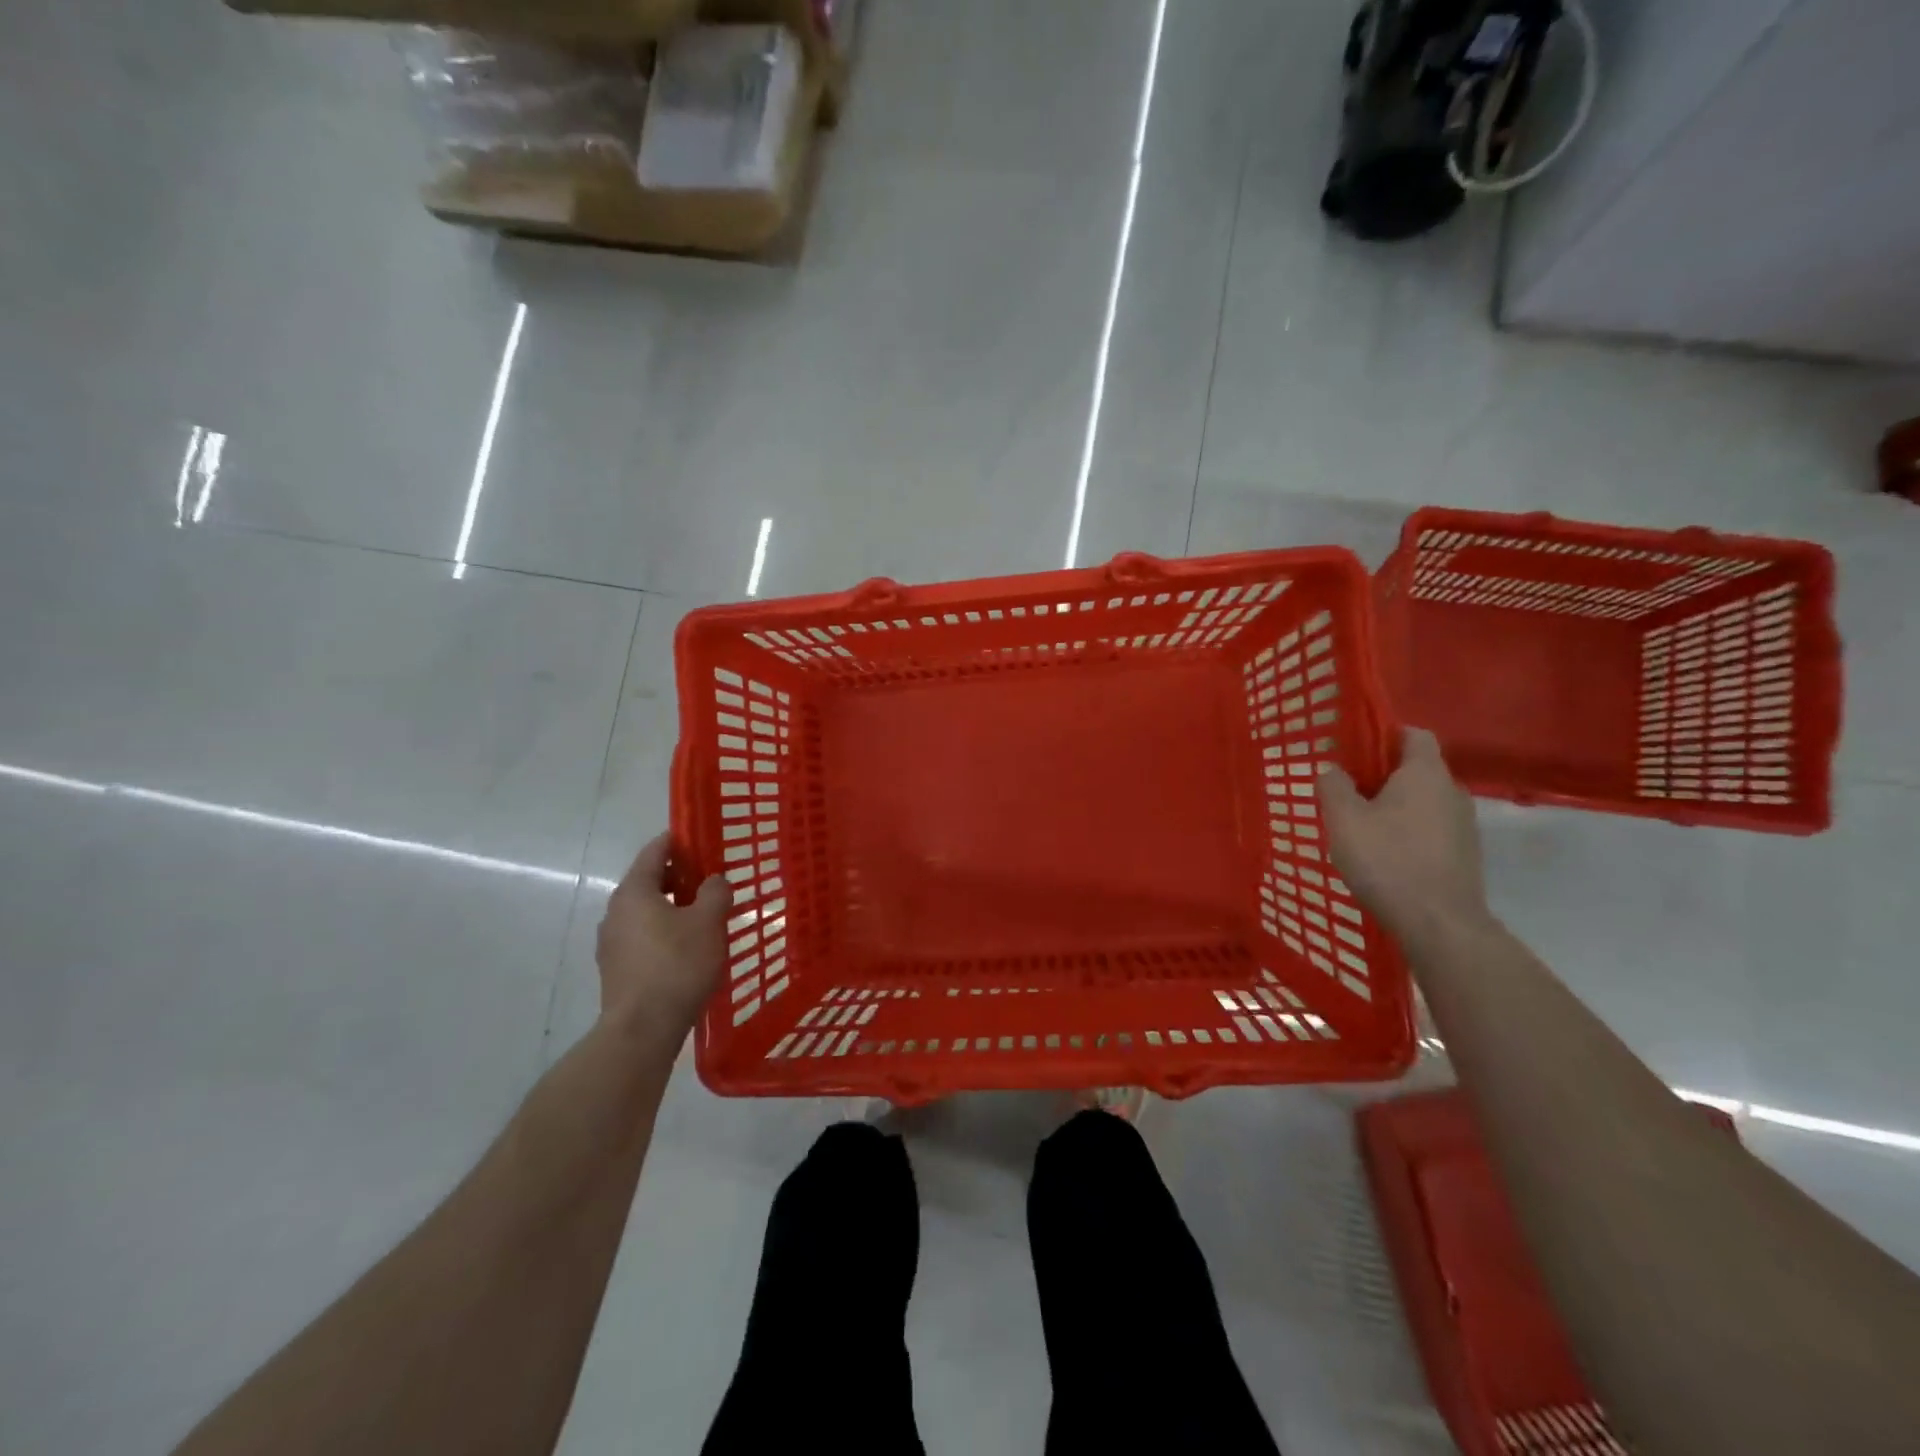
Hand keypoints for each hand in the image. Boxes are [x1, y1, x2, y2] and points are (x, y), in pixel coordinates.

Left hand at [595, 832, 731, 1039]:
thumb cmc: (677, 965)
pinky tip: (686, 948)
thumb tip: (714, 880)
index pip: (654, 851)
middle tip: (709, 880)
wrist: (642, 1029)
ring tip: (702, 916)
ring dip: (670, 907)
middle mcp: (615, 911)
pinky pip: (642, 937)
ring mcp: (611, 942)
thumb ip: (715, 892)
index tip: (699, 837)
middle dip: (678, 877)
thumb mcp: (708, 922)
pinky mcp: (615, 969)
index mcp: (634, 891)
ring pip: (645, 912)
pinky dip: (662, 932)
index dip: (677, 841)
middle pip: (648, 882)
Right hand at [1317, 727, 1489, 938]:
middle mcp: (1452, 791)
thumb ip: (1333, 786)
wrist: (1439, 924)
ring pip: (1422, 801)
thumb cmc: (1387, 860)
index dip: (1383, 736)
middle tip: (1346, 794)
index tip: (1352, 752)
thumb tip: (1333, 769)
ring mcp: (1463, 825)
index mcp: (1425, 773)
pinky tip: (1383, 856)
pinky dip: (1407, 832)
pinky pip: (1430, 828)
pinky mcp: (1463, 854)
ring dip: (1393, 807)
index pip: (1413, 734)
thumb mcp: (1343, 819)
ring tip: (1360, 829)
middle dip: (1381, 776)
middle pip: (1415, 769)